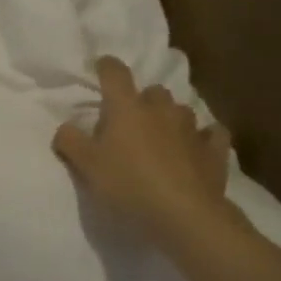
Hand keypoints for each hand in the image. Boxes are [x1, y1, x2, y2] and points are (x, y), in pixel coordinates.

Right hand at [53, 55, 240, 247]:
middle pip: (152, 91)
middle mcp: (161, 109)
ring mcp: (192, 128)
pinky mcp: (214, 150)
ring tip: (162, 138)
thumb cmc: (128, 184)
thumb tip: (65, 127)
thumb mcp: (86, 166)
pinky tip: (198, 147)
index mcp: (127, 108)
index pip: (115, 73)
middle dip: (142, 100)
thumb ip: (70, 142)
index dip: (106, 67)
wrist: (183, 214)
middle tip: (131, 122)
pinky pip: (212, 134)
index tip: (101, 68)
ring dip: (170, 119)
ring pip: (181, 111)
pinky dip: (204, 137)